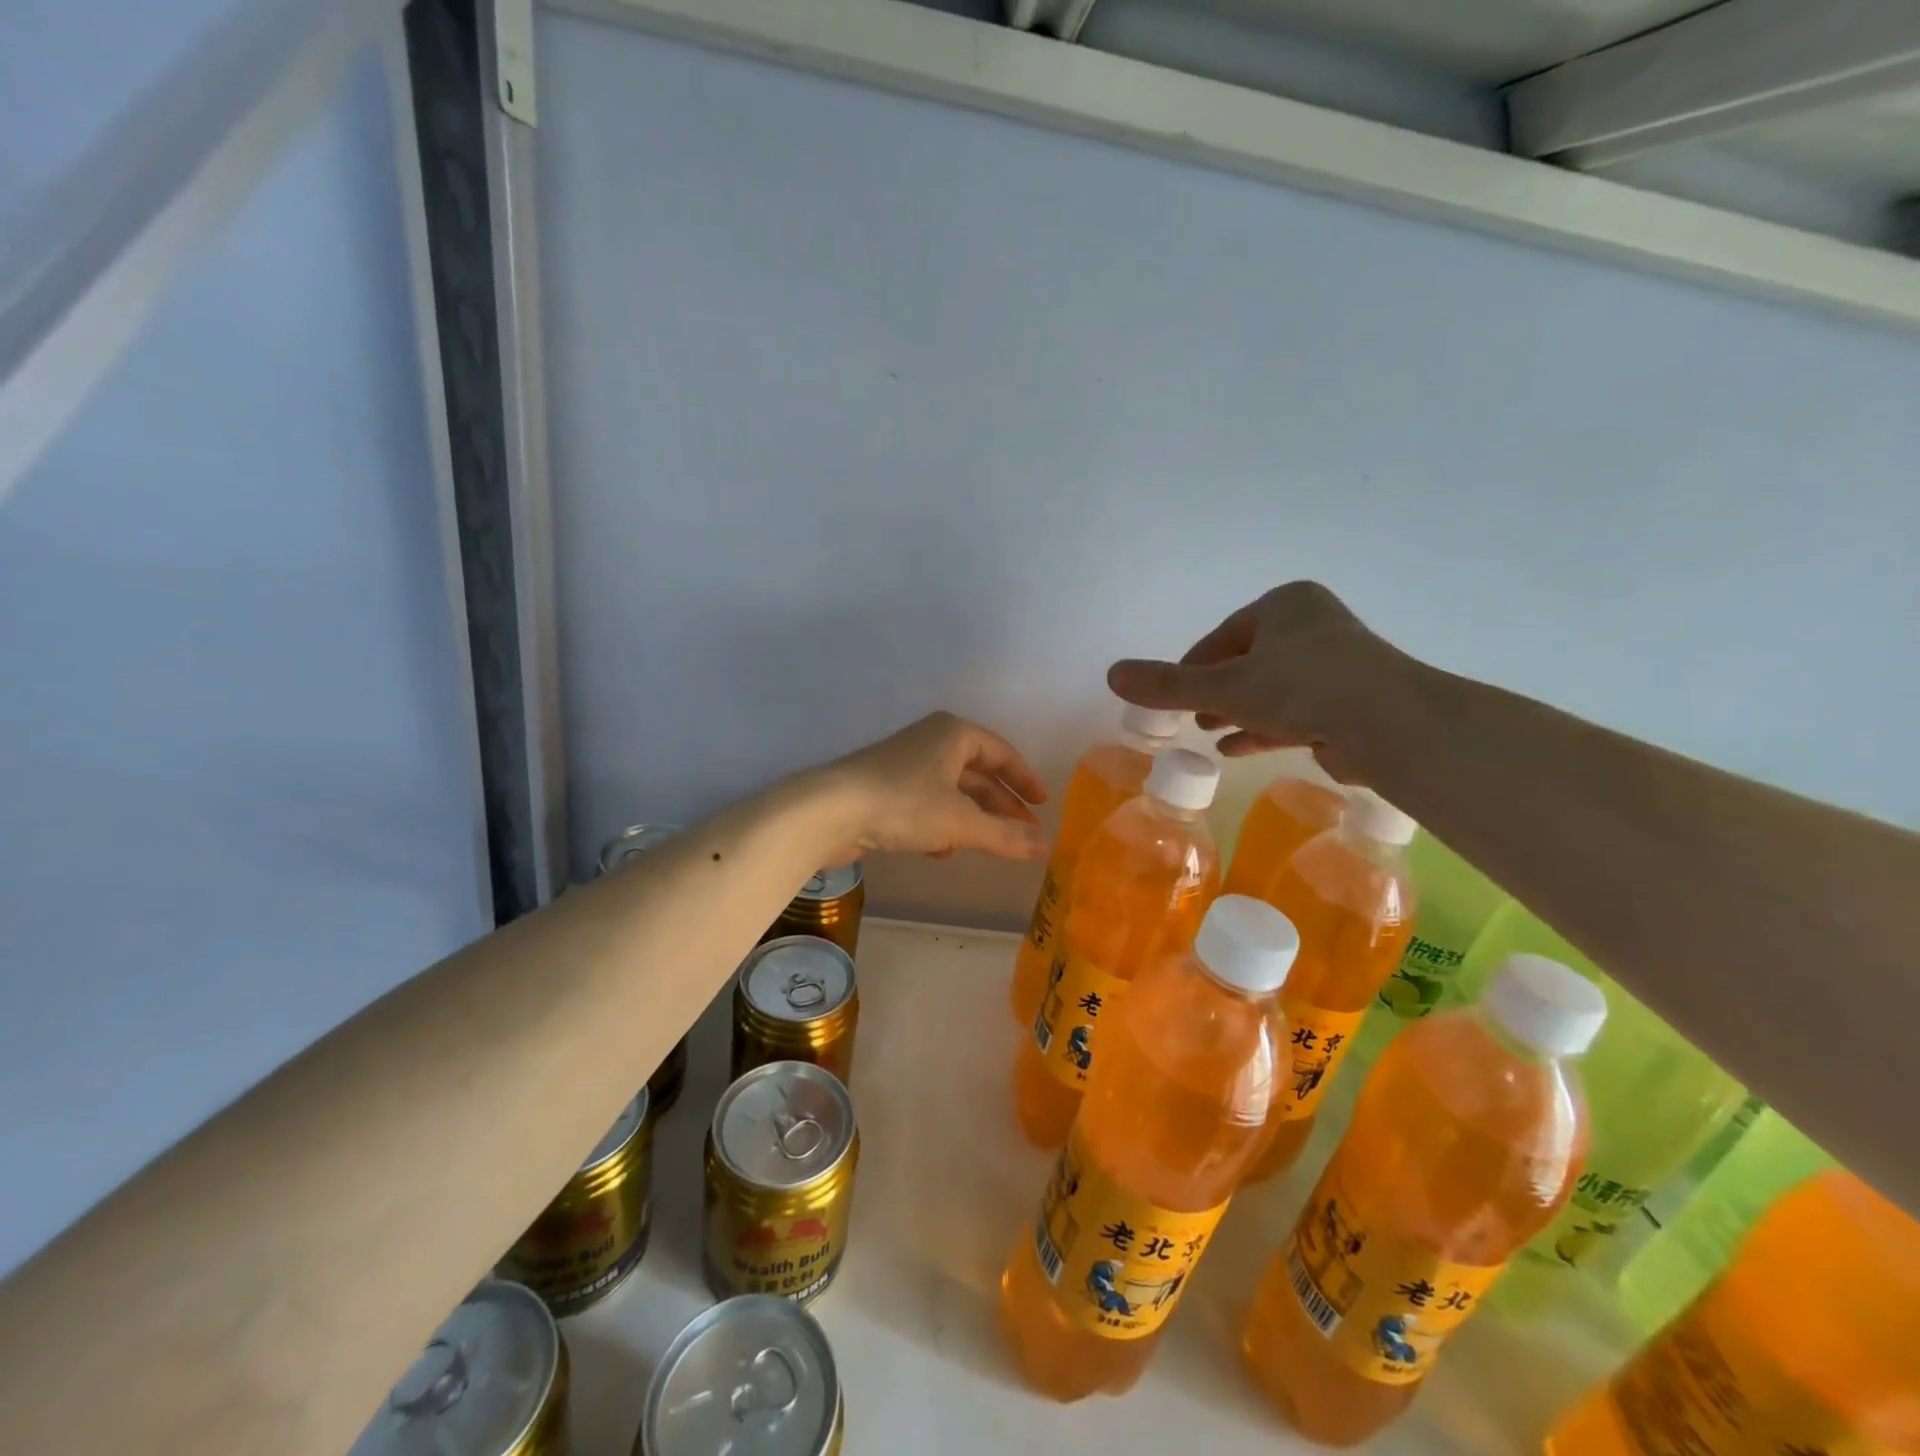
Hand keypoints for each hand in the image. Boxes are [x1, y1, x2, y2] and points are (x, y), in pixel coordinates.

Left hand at [815, 712, 1048, 862]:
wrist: (830, 811)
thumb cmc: (904, 804)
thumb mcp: (961, 822)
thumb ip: (1005, 836)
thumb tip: (1045, 846)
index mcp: (953, 734)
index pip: (1001, 753)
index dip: (1024, 779)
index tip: (1042, 804)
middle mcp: (931, 742)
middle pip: (977, 773)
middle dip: (1000, 804)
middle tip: (1023, 832)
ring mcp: (905, 765)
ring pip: (951, 791)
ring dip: (972, 818)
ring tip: (991, 845)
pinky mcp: (885, 790)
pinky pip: (926, 804)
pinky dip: (942, 824)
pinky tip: (943, 850)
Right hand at [1107, 581, 1407, 778]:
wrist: (1389, 724)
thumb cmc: (1301, 688)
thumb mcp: (1224, 687)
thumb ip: (1168, 684)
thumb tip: (1111, 674)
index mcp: (1285, 605)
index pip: (1224, 635)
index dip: (1193, 666)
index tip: (1173, 695)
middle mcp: (1313, 626)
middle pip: (1248, 660)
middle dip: (1217, 690)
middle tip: (1191, 716)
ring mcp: (1337, 665)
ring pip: (1272, 688)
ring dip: (1238, 711)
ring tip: (1210, 731)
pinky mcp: (1350, 701)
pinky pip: (1296, 711)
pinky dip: (1265, 727)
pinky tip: (1237, 747)